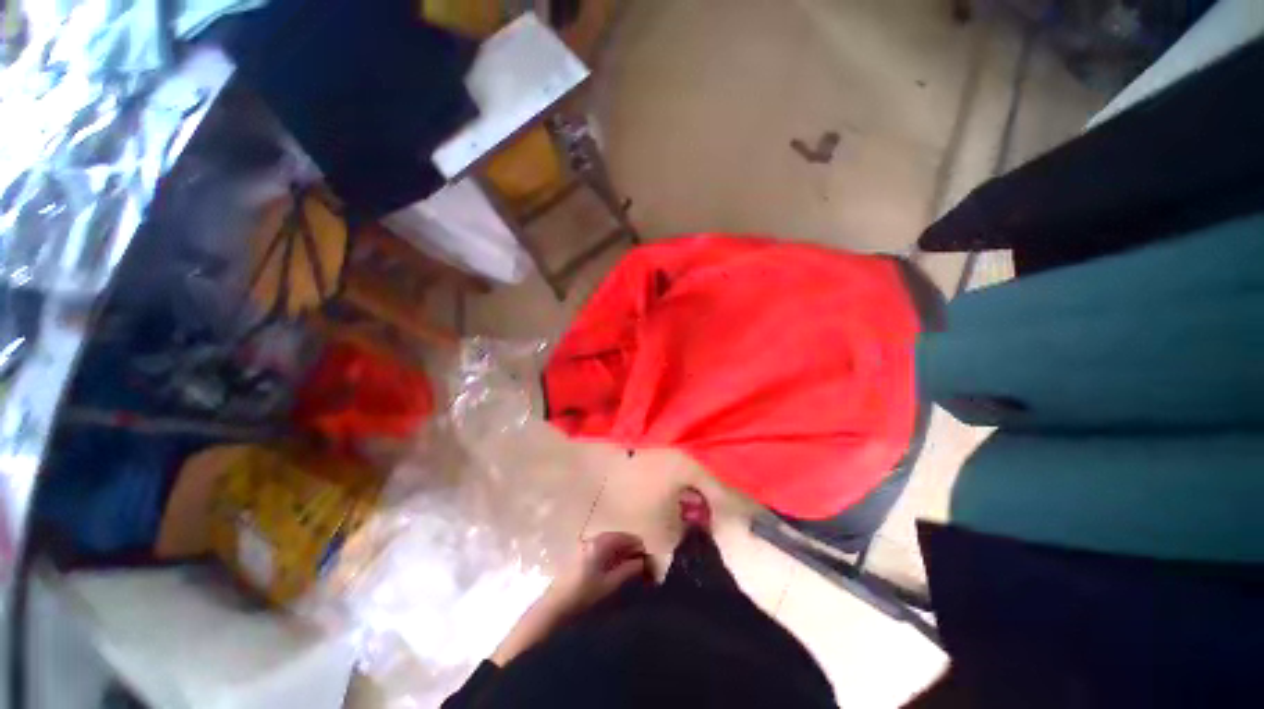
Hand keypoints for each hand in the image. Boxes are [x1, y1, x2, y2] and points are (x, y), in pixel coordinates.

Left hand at [544, 532, 649, 616]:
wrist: (555, 606)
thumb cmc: (584, 595)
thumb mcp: (609, 585)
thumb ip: (628, 570)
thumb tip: (643, 561)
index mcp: (599, 543)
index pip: (624, 537)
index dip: (637, 544)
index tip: (648, 553)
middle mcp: (591, 539)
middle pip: (615, 537)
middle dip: (629, 546)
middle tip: (641, 559)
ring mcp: (584, 545)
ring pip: (608, 542)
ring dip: (620, 550)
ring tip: (630, 563)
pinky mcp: (579, 554)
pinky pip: (600, 547)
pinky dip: (610, 553)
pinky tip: (615, 565)